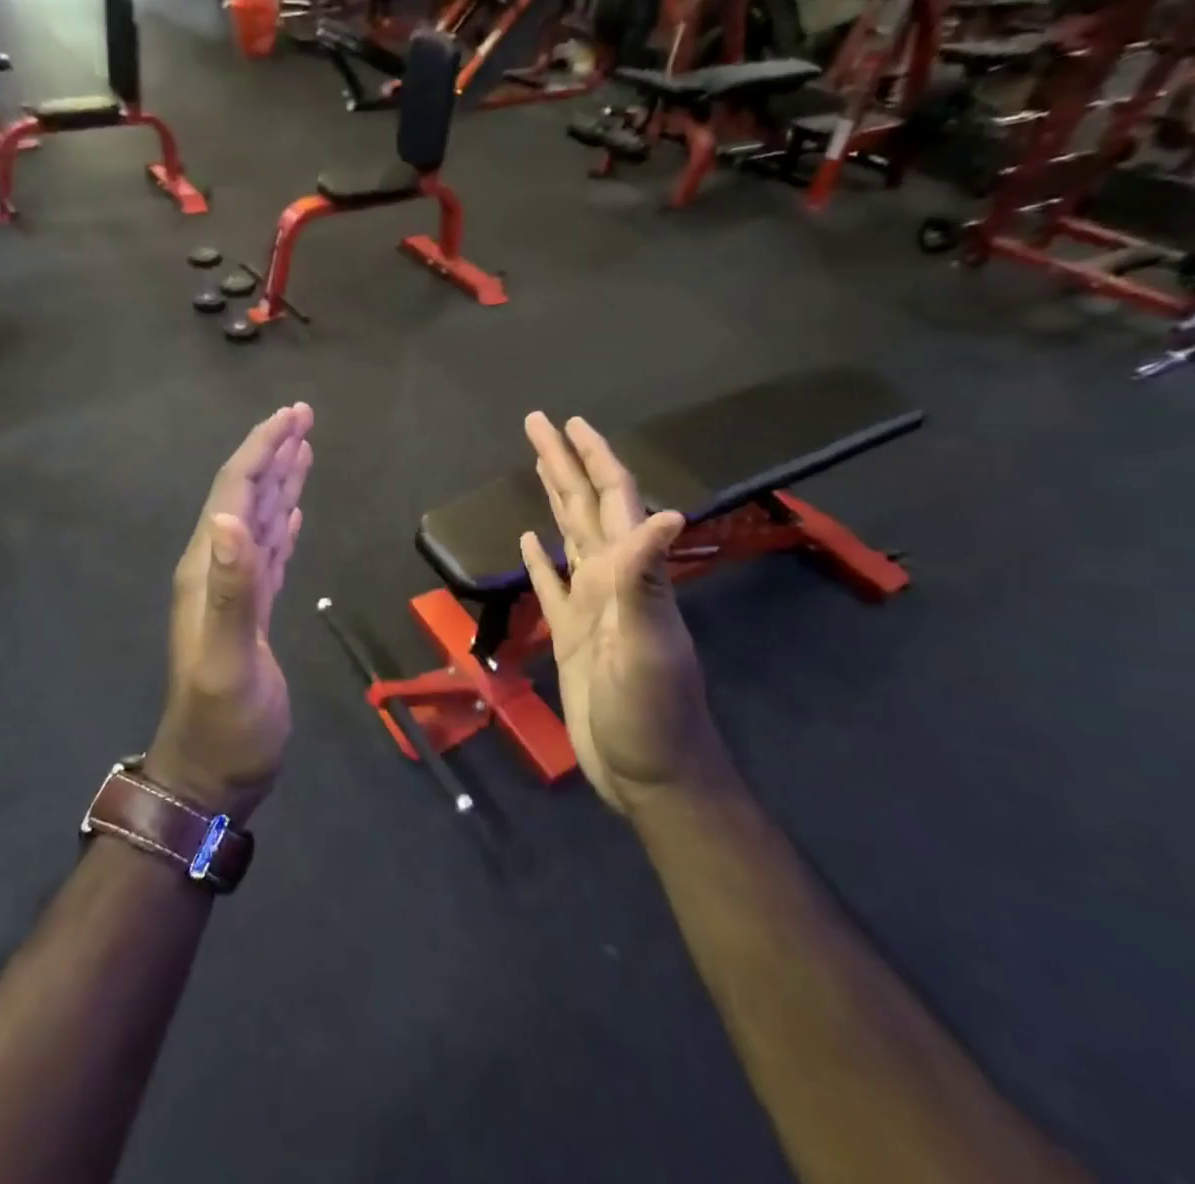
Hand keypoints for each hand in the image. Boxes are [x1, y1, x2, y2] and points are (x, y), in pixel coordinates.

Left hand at [149, 404, 313, 823]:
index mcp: (208, 568)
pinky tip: (292, 511)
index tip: (293, 415)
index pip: (235, 491)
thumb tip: (234, 518)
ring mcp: (235, 589)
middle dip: (273, 452)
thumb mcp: (229, 659)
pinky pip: (269, 552)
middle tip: (303, 416)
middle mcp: (217, 568)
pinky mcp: (253, 610)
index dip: (262, 449)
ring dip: (280, 481)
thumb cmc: (225, 722)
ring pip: (259, 519)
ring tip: (303, 449)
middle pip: (246, 494)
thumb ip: (232, 589)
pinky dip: (282, 523)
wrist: (212, 772)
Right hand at [519, 414, 722, 811]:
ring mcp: (591, 606)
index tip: (570, 423)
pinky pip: (552, 584)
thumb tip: (665, 512)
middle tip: (538, 424)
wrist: (650, 772)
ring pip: (569, 536)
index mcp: (629, 573)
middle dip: (564, 463)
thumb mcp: (648, 644)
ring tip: (538, 465)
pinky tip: (530, 541)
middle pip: (584, 506)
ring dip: (555, 499)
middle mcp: (611, 578)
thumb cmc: (651, 712)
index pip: (613, 499)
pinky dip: (541, 559)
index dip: (594, 457)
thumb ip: (648, 578)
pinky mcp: (571, 634)